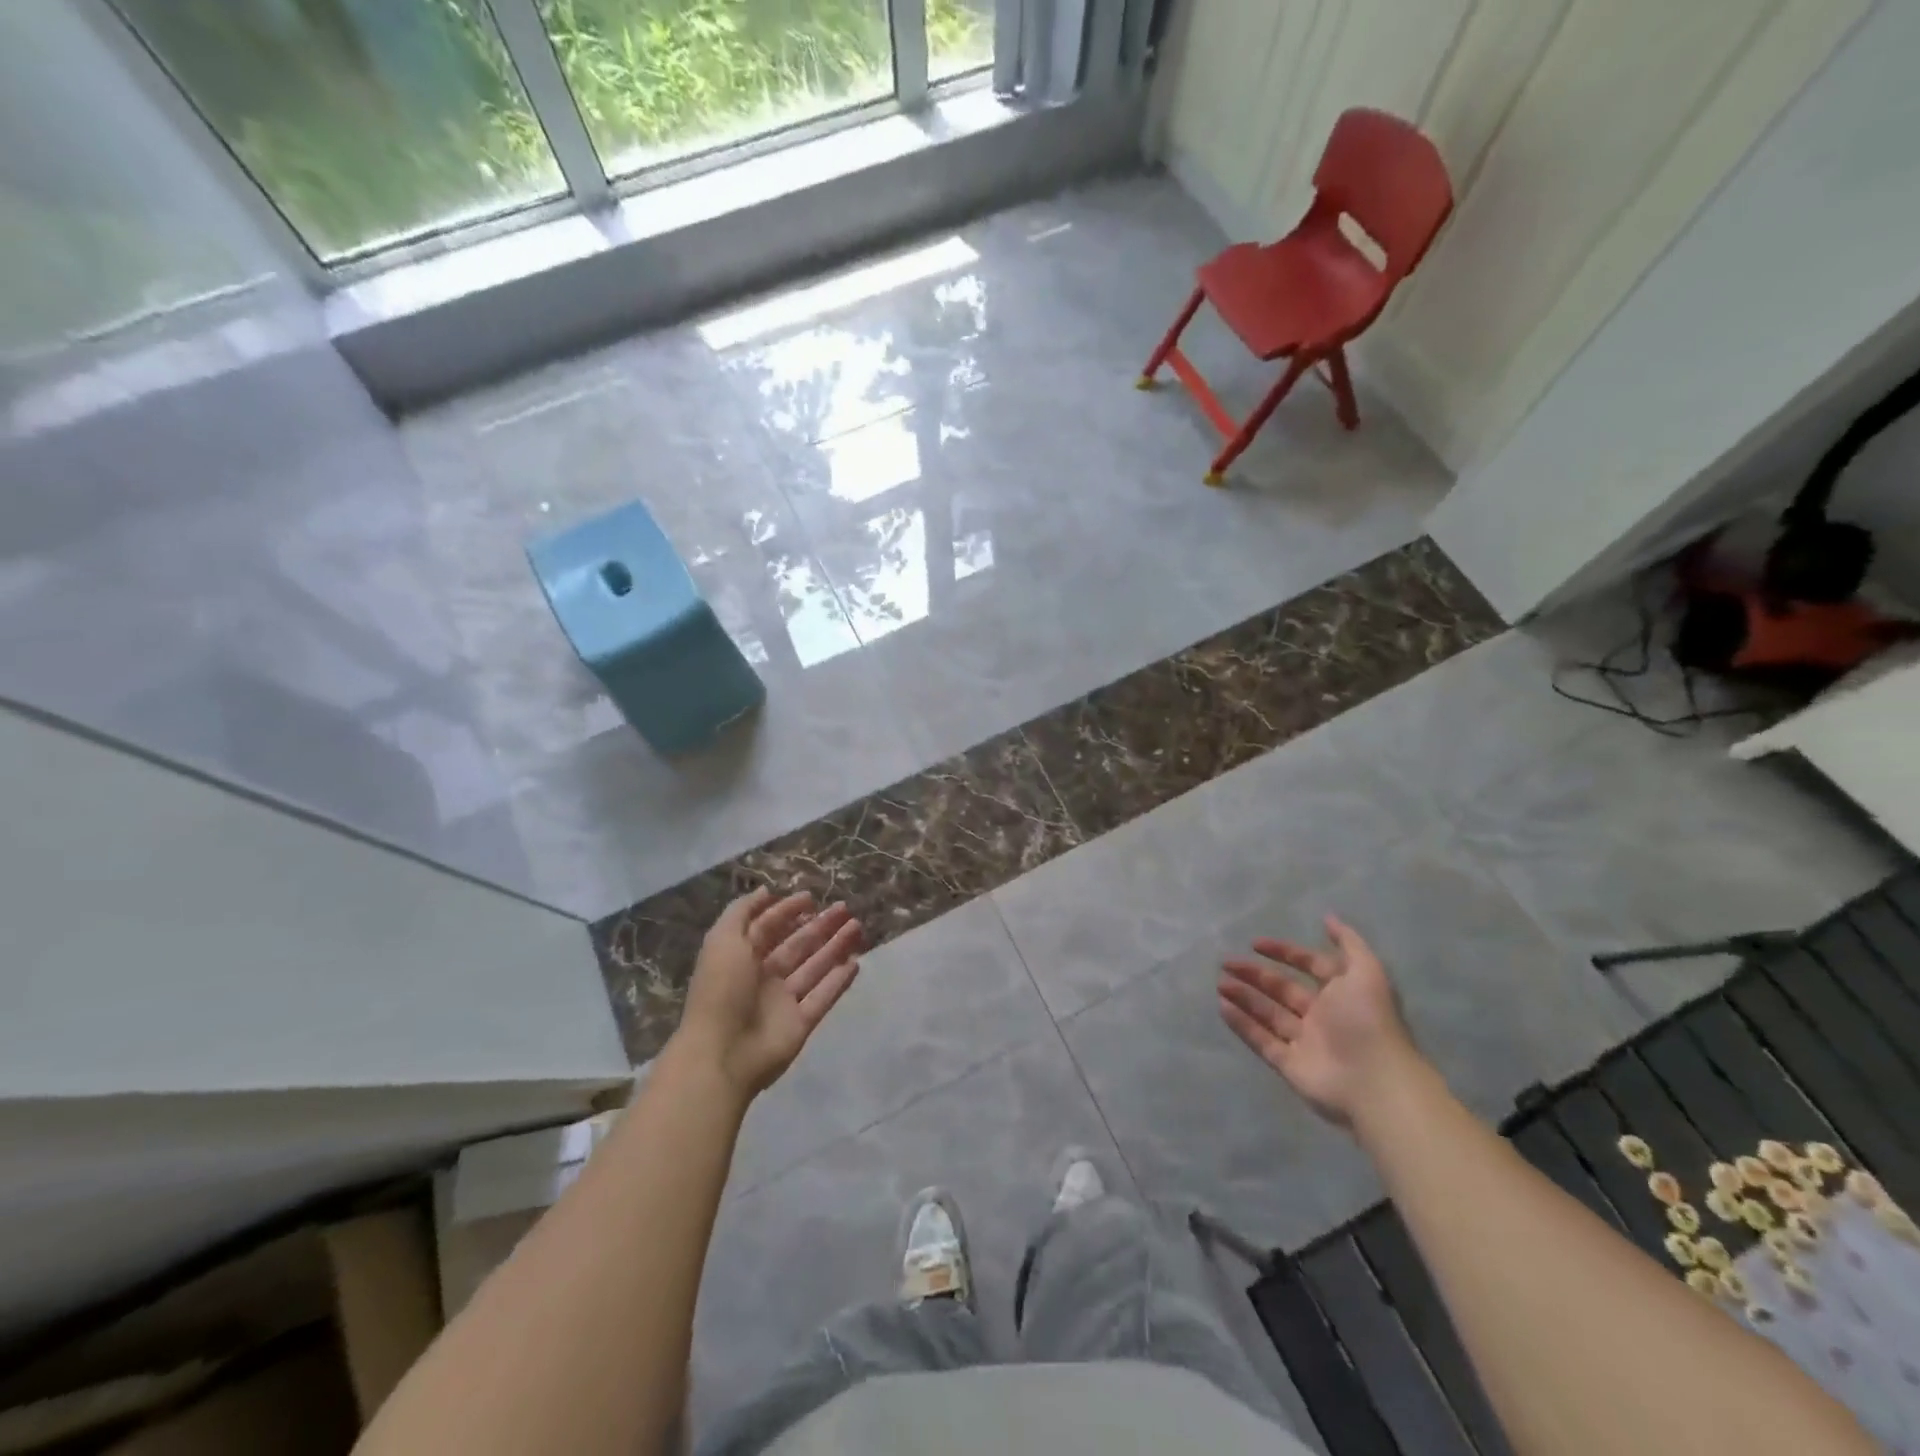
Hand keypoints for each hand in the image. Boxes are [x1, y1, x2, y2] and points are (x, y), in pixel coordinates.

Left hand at [677, 888, 862, 1098]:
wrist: (722, 1054)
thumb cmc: (721, 990)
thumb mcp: (723, 941)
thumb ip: (742, 912)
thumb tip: (765, 891)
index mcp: (741, 958)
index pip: (767, 928)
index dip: (786, 911)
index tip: (810, 897)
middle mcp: (763, 978)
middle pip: (796, 945)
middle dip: (819, 925)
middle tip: (843, 908)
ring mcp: (784, 1002)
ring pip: (815, 967)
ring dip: (835, 946)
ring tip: (857, 926)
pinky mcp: (801, 1023)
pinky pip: (824, 997)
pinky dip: (839, 981)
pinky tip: (857, 962)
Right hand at [1218, 915, 1421, 1126]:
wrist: (1374, 1083)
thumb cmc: (1367, 1021)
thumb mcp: (1366, 972)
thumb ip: (1349, 943)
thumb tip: (1328, 917)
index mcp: (1342, 994)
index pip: (1310, 967)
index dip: (1284, 953)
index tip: (1254, 943)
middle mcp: (1322, 1016)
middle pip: (1282, 990)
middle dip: (1255, 974)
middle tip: (1225, 962)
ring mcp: (1305, 1042)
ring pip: (1268, 1013)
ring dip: (1244, 997)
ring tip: (1219, 983)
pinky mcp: (1289, 1065)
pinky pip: (1261, 1040)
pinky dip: (1242, 1024)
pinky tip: (1222, 1007)